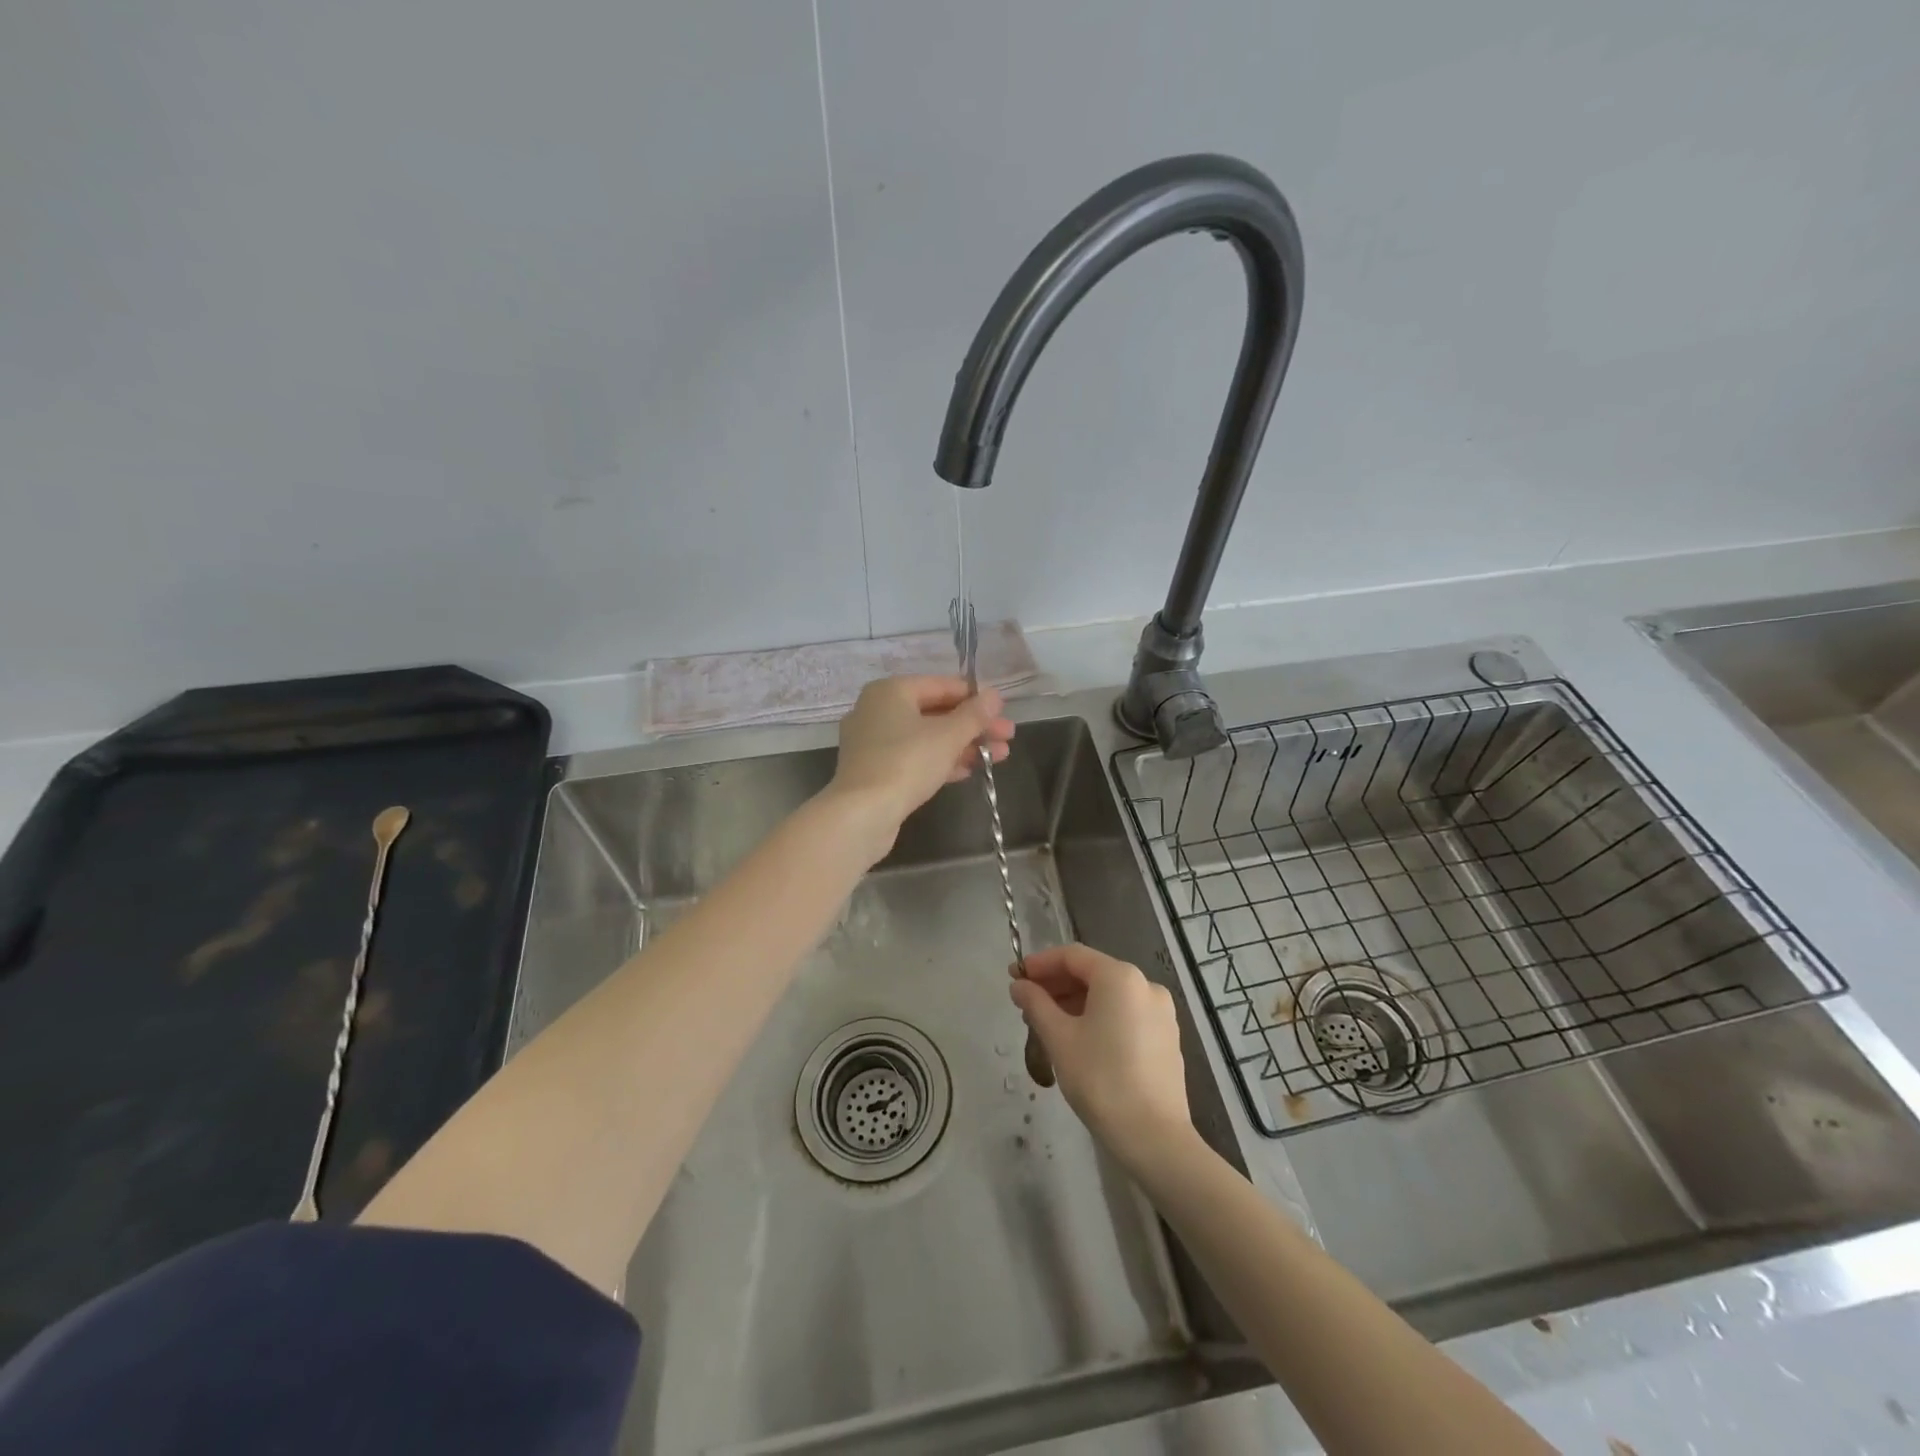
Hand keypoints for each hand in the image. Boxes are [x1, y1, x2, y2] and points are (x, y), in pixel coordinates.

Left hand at [823, 676, 1013, 855]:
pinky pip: (914, 757)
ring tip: (999, 756)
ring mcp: (873, 742)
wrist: (862, 814)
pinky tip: (969, 770)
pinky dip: (941, 761)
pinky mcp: (875, 770)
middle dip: (974, 725)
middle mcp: (877, 710)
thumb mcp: (947, 736)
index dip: (975, 697)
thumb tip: (995, 695)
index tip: (1003, 710)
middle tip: (1008, 737)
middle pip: (935, 712)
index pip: (941, 685)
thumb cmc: (906, 763)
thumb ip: (974, 715)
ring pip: (926, 737)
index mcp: (891, 691)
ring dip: (963, 745)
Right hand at [1010, 944, 1191, 1168]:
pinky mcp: (1166, 1037)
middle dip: (1056, 985)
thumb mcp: (1059, 1038)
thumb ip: (1036, 1004)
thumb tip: (1019, 985)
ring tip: (1047, 1025)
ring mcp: (1160, 1012)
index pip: (1072, 956)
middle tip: (1026, 1004)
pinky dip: (1099, 1017)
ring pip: (1109, 995)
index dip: (1040, 964)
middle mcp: (1145, 985)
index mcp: (1120, 977)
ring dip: (1075, 1002)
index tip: (1014, 977)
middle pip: (1092, 973)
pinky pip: (1125, 1013)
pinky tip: (1079, 1039)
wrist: (1154, 1136)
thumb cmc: (1100, 1079)